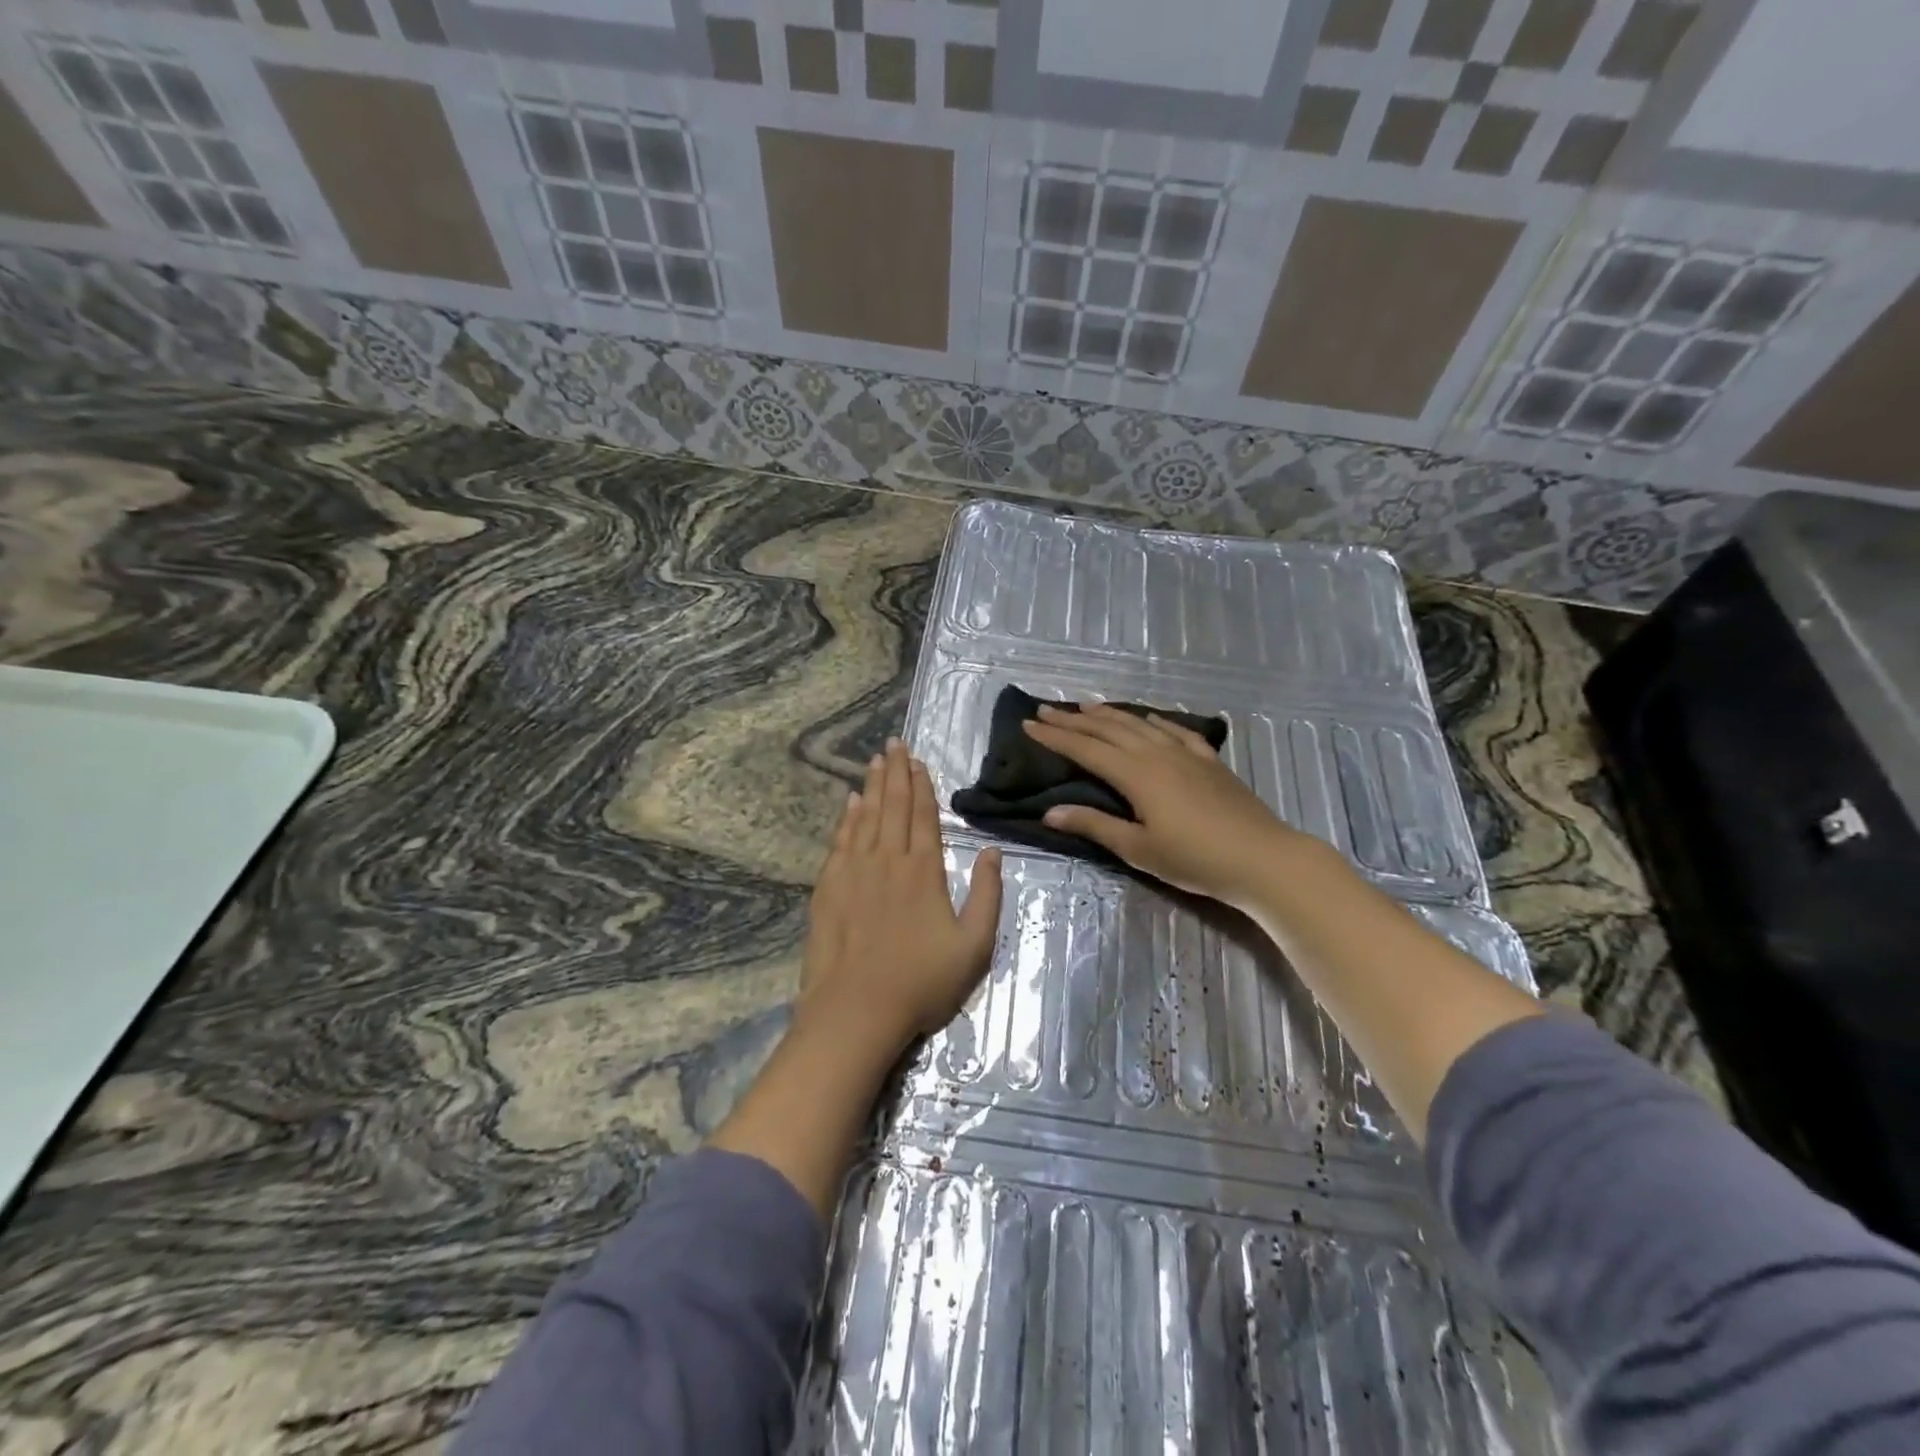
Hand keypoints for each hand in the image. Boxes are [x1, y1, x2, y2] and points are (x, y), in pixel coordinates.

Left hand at [797, 738, 1003, 1053]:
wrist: (855, 1011)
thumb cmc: (921, 983)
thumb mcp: (974, 946)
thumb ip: (988, 895)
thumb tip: (992, 852)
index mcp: (924, 871)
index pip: (924, 816)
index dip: (922, 786)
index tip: (918, 760)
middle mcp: (888, 860)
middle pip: (893, 806)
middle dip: (896, 773)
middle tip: (894, 744)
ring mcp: (854, 871)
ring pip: (866, 817)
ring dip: (872, 787)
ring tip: (876, 761)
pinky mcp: (829, 887)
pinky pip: (840, 840)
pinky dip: (847, 818)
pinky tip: (851, 803)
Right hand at [1022, 702, 1316, 910]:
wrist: (1262, 858)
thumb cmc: (1195, 859)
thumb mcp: (1138, 849)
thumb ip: (1095, 825)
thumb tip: (1050, 812)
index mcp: (1136, 774)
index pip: (1085, 749)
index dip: (1055, 736)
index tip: (1029, 724)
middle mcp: (1156, 753)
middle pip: (1108, 729)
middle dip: (1074, 719)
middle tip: (1046, 709)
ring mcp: (1186, 753)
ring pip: (1139, 724)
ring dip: (1110, 714)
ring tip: (1086, 706)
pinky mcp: (1208, 761)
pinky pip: (1175, 730)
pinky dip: (1155, 721)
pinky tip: (1149, 718)